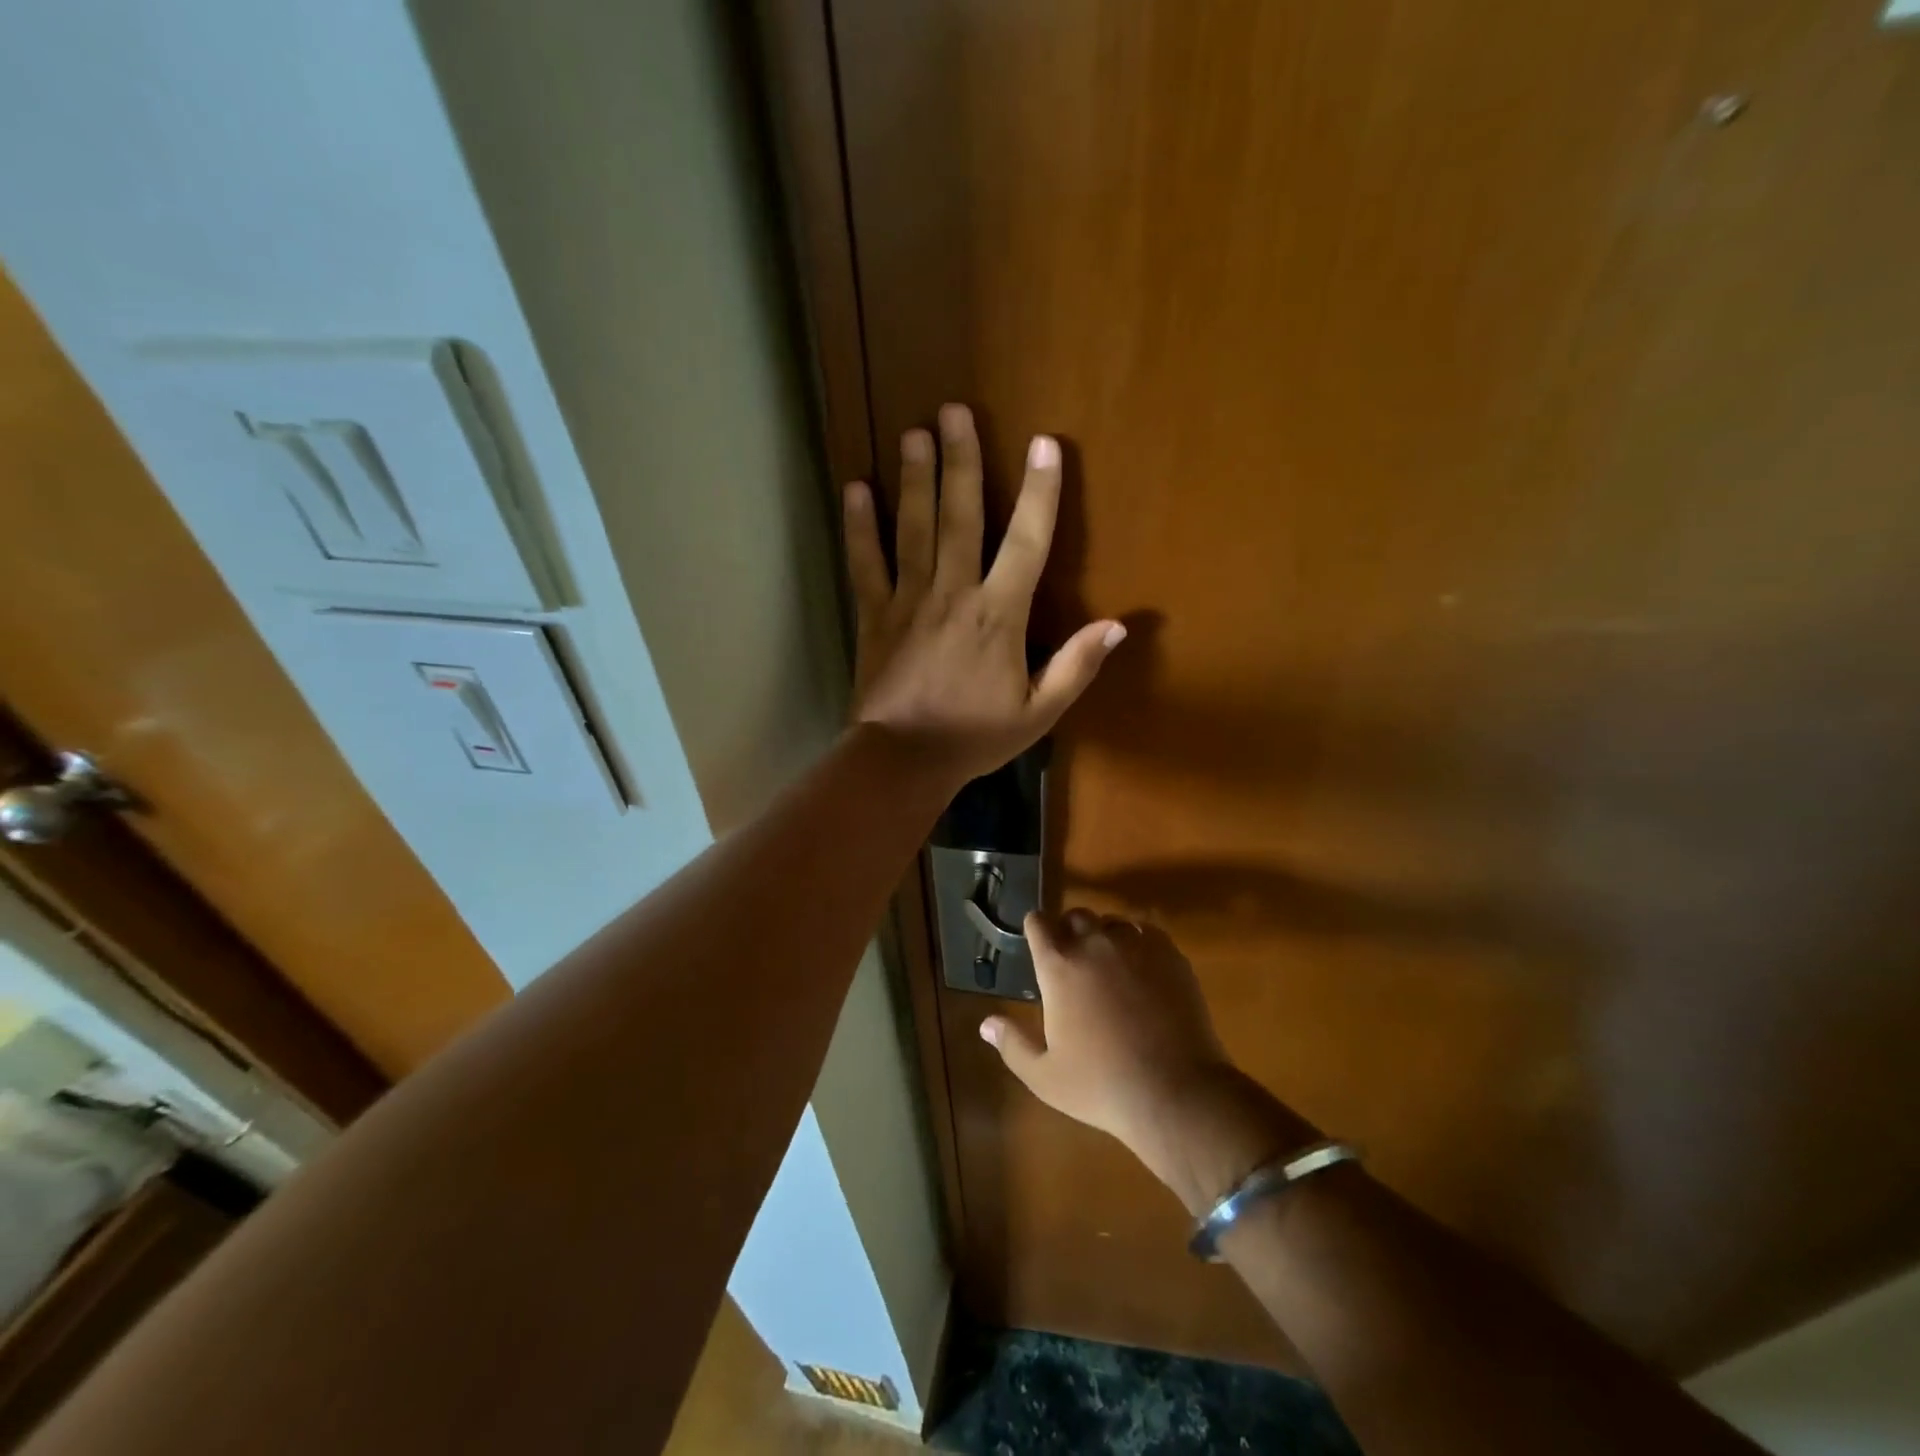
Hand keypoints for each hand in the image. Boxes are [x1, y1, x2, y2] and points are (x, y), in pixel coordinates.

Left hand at [844, 403, 1124, 784]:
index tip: (1045, 445)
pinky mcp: (873, 615)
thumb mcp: (1038, 713)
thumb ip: (1076, 667)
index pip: (1027, 543)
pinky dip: (859, 526)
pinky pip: (865, 562)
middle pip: (960, 516)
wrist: (903, 761)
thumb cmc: (974, 737)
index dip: (1040, 493)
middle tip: (953, 412)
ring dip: (914, 478)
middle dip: (961, 461)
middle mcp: (954, 594)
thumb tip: (1118, 626)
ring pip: (913, 528)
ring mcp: (908, 600)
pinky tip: (855, 489)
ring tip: (913, 433)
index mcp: (998, 616)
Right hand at [979, 910, 1230, 1159]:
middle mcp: (1094, 944)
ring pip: (1113, 922)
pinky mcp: (1170, 955)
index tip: (1037, 942)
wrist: (1175, 1091)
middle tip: (1073, 957)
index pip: (1038, 922)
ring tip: (1109, 964)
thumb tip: (986, 1024)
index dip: (1035, 929)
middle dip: (1070, 929)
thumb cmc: (1102, 1085)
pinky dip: (1139, 943)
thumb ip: (1012, 1044)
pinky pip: (1147, 932)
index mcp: (1059, 966)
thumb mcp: (1045, 1076)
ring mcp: (1135, 945)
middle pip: (1076, 915)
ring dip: (1105, 935)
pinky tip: (1142, 969)